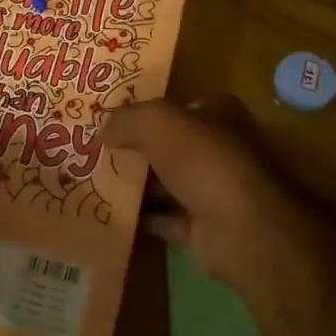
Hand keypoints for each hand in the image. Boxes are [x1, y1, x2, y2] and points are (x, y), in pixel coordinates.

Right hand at [101, 95, 335, 323]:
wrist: (241, 230)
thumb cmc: (204, 162)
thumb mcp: (158, 123)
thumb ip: (127, 119)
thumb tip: (102, 129)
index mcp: (219, 116)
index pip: (182, 106)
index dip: (149, 109)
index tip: (113, 117)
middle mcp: (220, 151)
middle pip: (171, 146)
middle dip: (137, 149)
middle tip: (95, 150)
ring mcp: (215, 192)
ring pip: (168, 184)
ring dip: (137, 186)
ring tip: (94, 181)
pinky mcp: (205, 229)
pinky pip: (165, 220)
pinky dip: (142, 219)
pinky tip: (110, 214)